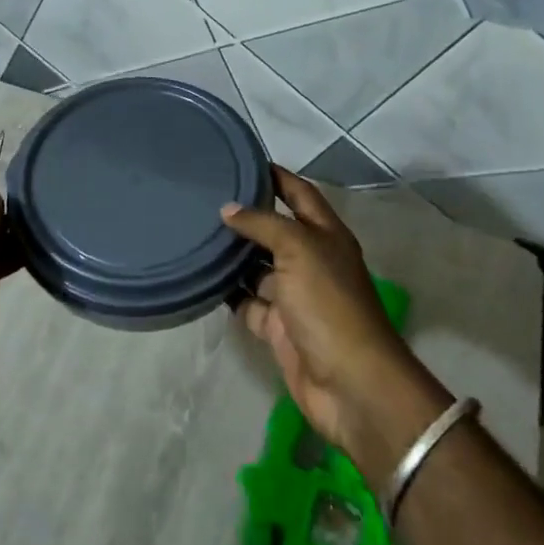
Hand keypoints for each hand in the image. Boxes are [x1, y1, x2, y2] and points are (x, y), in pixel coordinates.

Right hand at [222, 168, 447, 472]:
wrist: (349, 383)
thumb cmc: (329, 304)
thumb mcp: (299, 250)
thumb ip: (263, 224)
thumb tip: (228, 209)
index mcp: (326, 236)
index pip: (299, 193)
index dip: (276, 176)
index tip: (243, 161)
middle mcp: (311, 261)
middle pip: (275, 230)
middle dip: (246, 215)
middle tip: (204, 198)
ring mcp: (294, 296)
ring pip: (257, 267)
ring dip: (232, 255)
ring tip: (194, 232)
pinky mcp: (278, 327)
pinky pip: (247, 302)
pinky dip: (228, 292)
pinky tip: (201, 277)